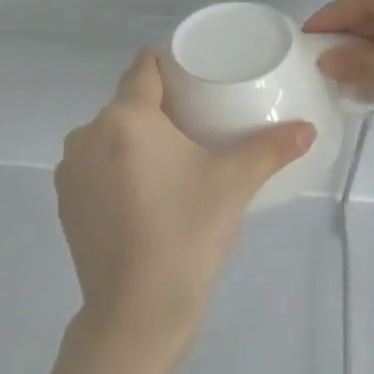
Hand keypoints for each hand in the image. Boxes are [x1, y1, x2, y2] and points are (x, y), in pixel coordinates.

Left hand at [54, 49, 314, 358]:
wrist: (137, 310)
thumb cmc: (187, 232)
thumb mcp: (234, 185)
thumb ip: (271, 149)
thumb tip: (308, 130)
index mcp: (125, 118)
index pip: (144, 67)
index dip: (170, 64)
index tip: (196, 75)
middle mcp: (87, 134)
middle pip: (127, 103)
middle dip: (159, 108)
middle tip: (198, 124)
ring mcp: (70, 171)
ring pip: (108, 136)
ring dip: (135, 140)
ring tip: (172, 162)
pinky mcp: (65, 204)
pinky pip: (95, 168)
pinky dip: (116, 170)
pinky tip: (143, 195)